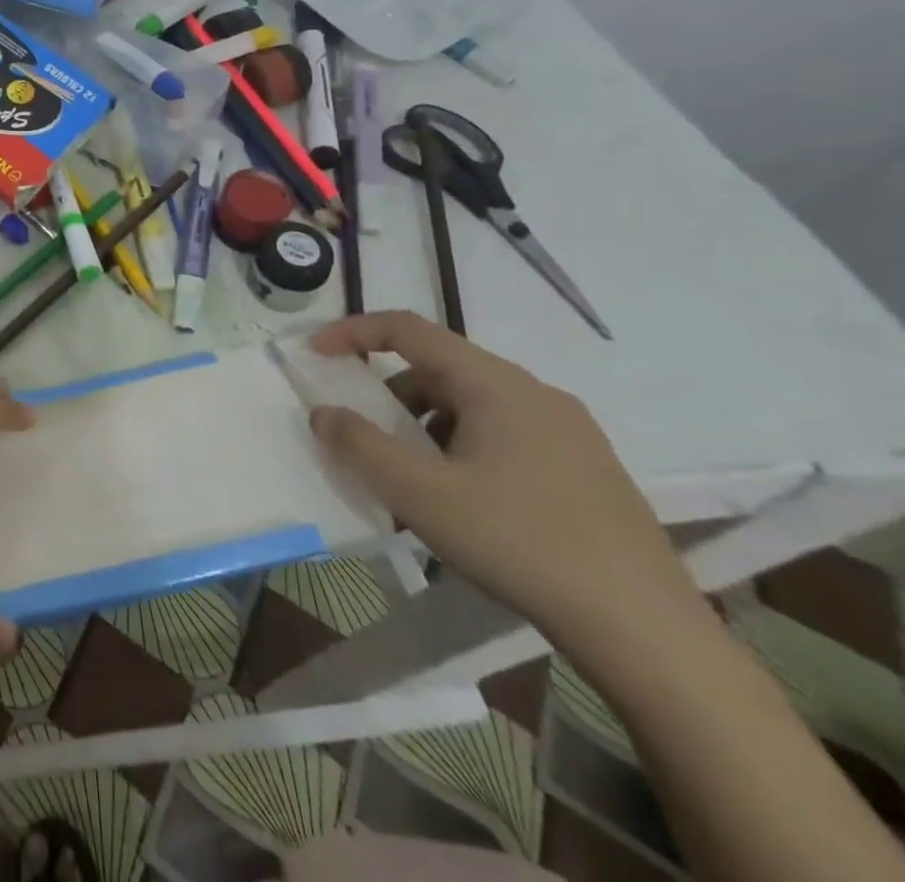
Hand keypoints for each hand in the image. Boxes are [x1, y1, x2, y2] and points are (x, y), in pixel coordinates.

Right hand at [307, 312, 707, 657]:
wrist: (648, 633)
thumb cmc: (521, 544)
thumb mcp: (420, 495)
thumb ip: (359, 444)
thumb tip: (324, 412)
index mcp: (496, 384)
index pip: (409, 329)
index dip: (353, 332)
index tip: (315, 354)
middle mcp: (535, 394)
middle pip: (440, 369)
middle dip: (389, 394)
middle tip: (363, 436)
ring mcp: (569, 432)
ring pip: (471, 405)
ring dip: (425, 427)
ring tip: (411, 482)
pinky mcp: (586, 470)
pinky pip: (503, 436)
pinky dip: (461, 449)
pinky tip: (462, 504)